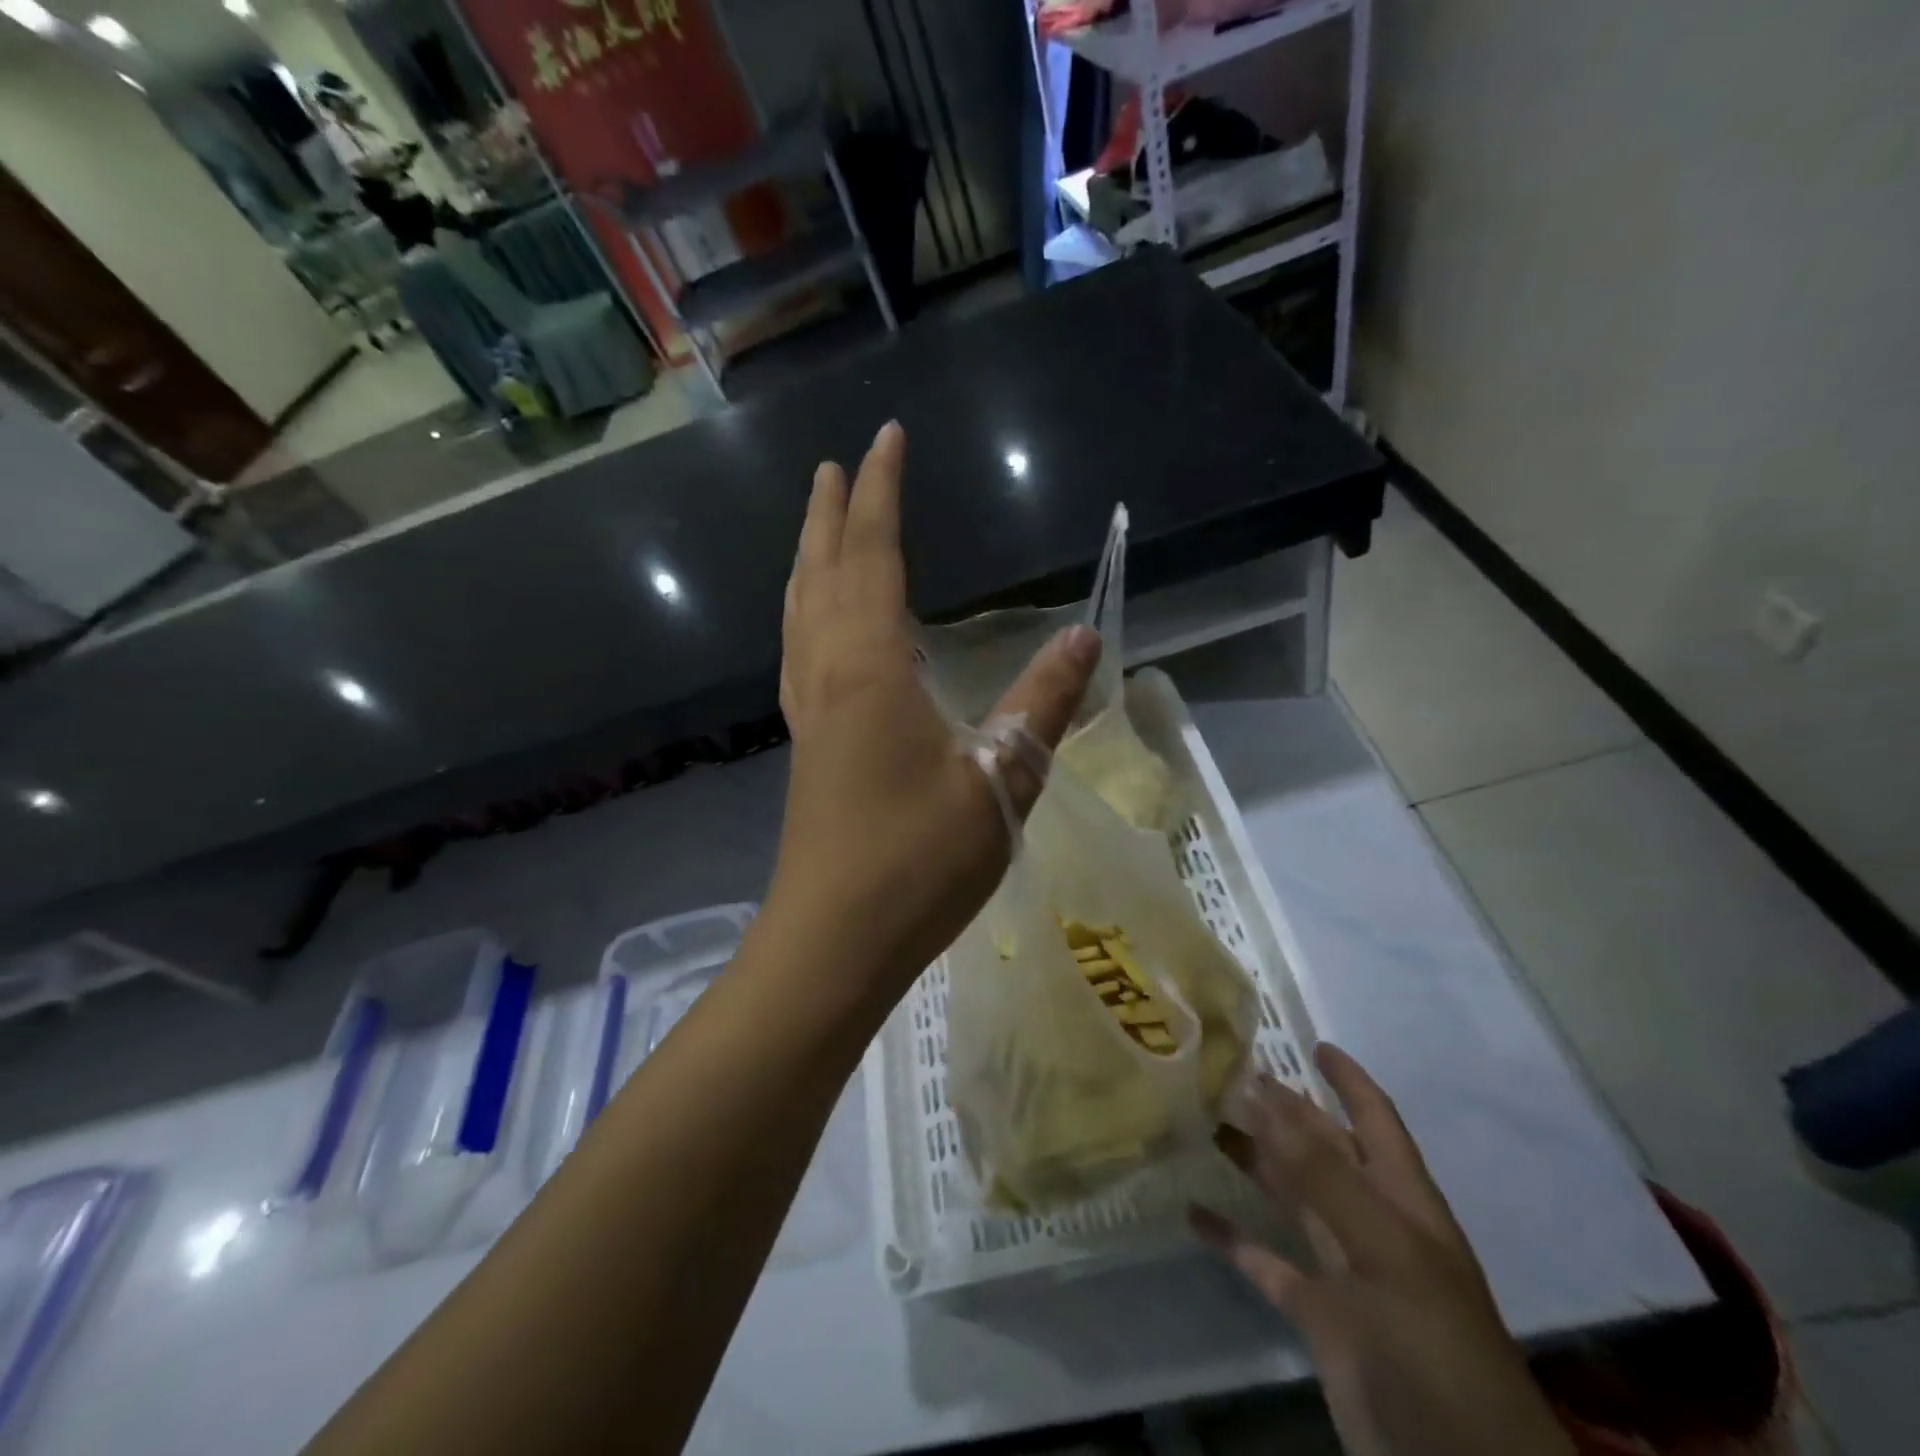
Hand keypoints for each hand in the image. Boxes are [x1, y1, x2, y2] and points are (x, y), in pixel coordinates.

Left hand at [769, 421, 1101, 1004]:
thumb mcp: (1000, 779)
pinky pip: (799, 654)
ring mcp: (809, 712)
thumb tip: (1082, 635)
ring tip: (817, 528)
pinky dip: (806, 615)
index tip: (886, 439)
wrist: (836, 941)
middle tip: (836, 467)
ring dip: (809, 561)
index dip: (880, 493)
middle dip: (830, 515)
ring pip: (800, 614)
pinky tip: (817, 627)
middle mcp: (827, 674)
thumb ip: (1042, 704)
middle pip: (821, 574)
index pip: (872, 555)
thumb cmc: (918, 860)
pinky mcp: (809, 746)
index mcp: (868, 667)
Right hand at [1194, 1046, 1574, 1455]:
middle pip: (1322, 1151)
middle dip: (1284, 1112)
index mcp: (1402, 1201)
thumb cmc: (1434, 1343)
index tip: (1312, 1043)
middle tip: (1231, 1075)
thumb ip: (1324, 1174)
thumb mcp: (1386, 1250)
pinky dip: (1233, 1237)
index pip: (1375, 1119)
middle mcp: (1372, 1224)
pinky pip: (1267, 1262)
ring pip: (1291, 1198)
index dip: (1349, 1080)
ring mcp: (1344, 1271)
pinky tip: (1195, 1214)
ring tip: (1204, 1124)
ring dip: (1254, 1162)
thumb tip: (1266, 1098)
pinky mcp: (1317, 1315)